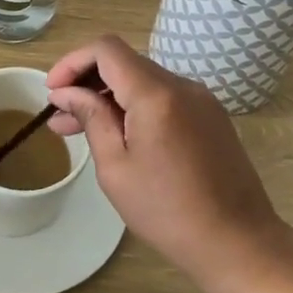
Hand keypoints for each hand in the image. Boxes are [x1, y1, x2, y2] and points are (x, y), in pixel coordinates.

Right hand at [46, 36, 287, 288]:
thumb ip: (91, 119)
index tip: (53, 91)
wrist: (240, 243)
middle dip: (87, 82)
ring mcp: (200, 99)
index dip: (73, 62)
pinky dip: (136, 106)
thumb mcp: (116, 168)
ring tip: (82, 129)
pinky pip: (164, 97)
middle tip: (60, 118)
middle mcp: (181, 85)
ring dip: (110, 96)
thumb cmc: (169, 212)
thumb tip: (66, 92)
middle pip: (124, 63)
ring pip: (143, 80)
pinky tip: (121, 136)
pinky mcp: (211, 115)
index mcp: (156, 94)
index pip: (106, 50)